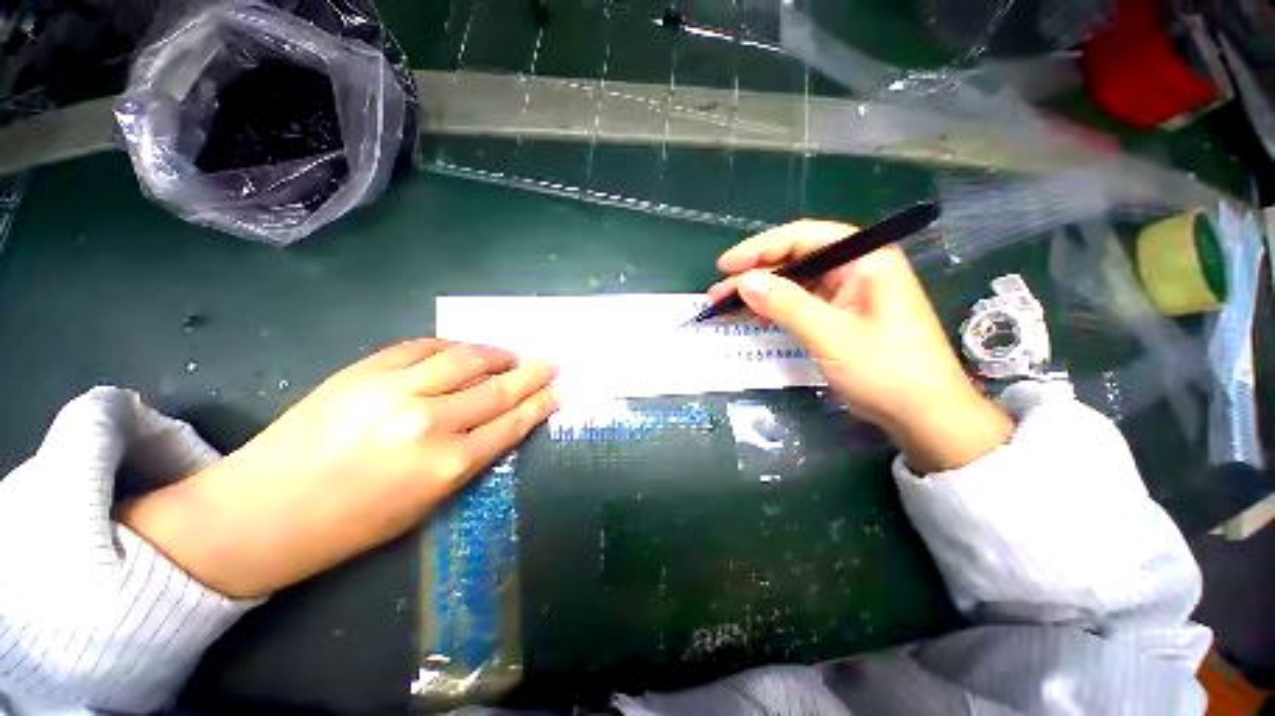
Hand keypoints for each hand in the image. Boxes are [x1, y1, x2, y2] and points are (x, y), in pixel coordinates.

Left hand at [120, 339, 558, 597]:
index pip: (511, 423)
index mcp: (448, 466)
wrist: (263, 513)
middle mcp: (430, 423)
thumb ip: (470, 457)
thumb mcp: (427, 503)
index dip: (540, 403)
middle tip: (551, 362)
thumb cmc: (353, 523)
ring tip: (511, 354)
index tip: (558, 390)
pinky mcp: (365, 371)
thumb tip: (501, 422)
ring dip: (496, 354)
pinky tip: (464, 351)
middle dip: (532, 373)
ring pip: (466, 359)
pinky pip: (424, 347)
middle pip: (498, 388)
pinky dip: (452, 347)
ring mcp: (395, 391)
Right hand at [710, 220, 1012, 472]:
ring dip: (760, 293)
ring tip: (724, 303)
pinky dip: (774, 309)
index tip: (727, 265)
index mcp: (865, 260)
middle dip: (755, 274)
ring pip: (794, 283)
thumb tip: (745, 282)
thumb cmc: (886, 370)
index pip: (804, 238)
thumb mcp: (831, 335)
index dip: (761, 248)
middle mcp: (855, 270)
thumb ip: (786, 304)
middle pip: (796, 260)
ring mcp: (847, 295)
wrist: (923, 415)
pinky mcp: (839, 317)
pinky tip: (750, 314)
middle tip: (718, 291)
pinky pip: (800, 304)